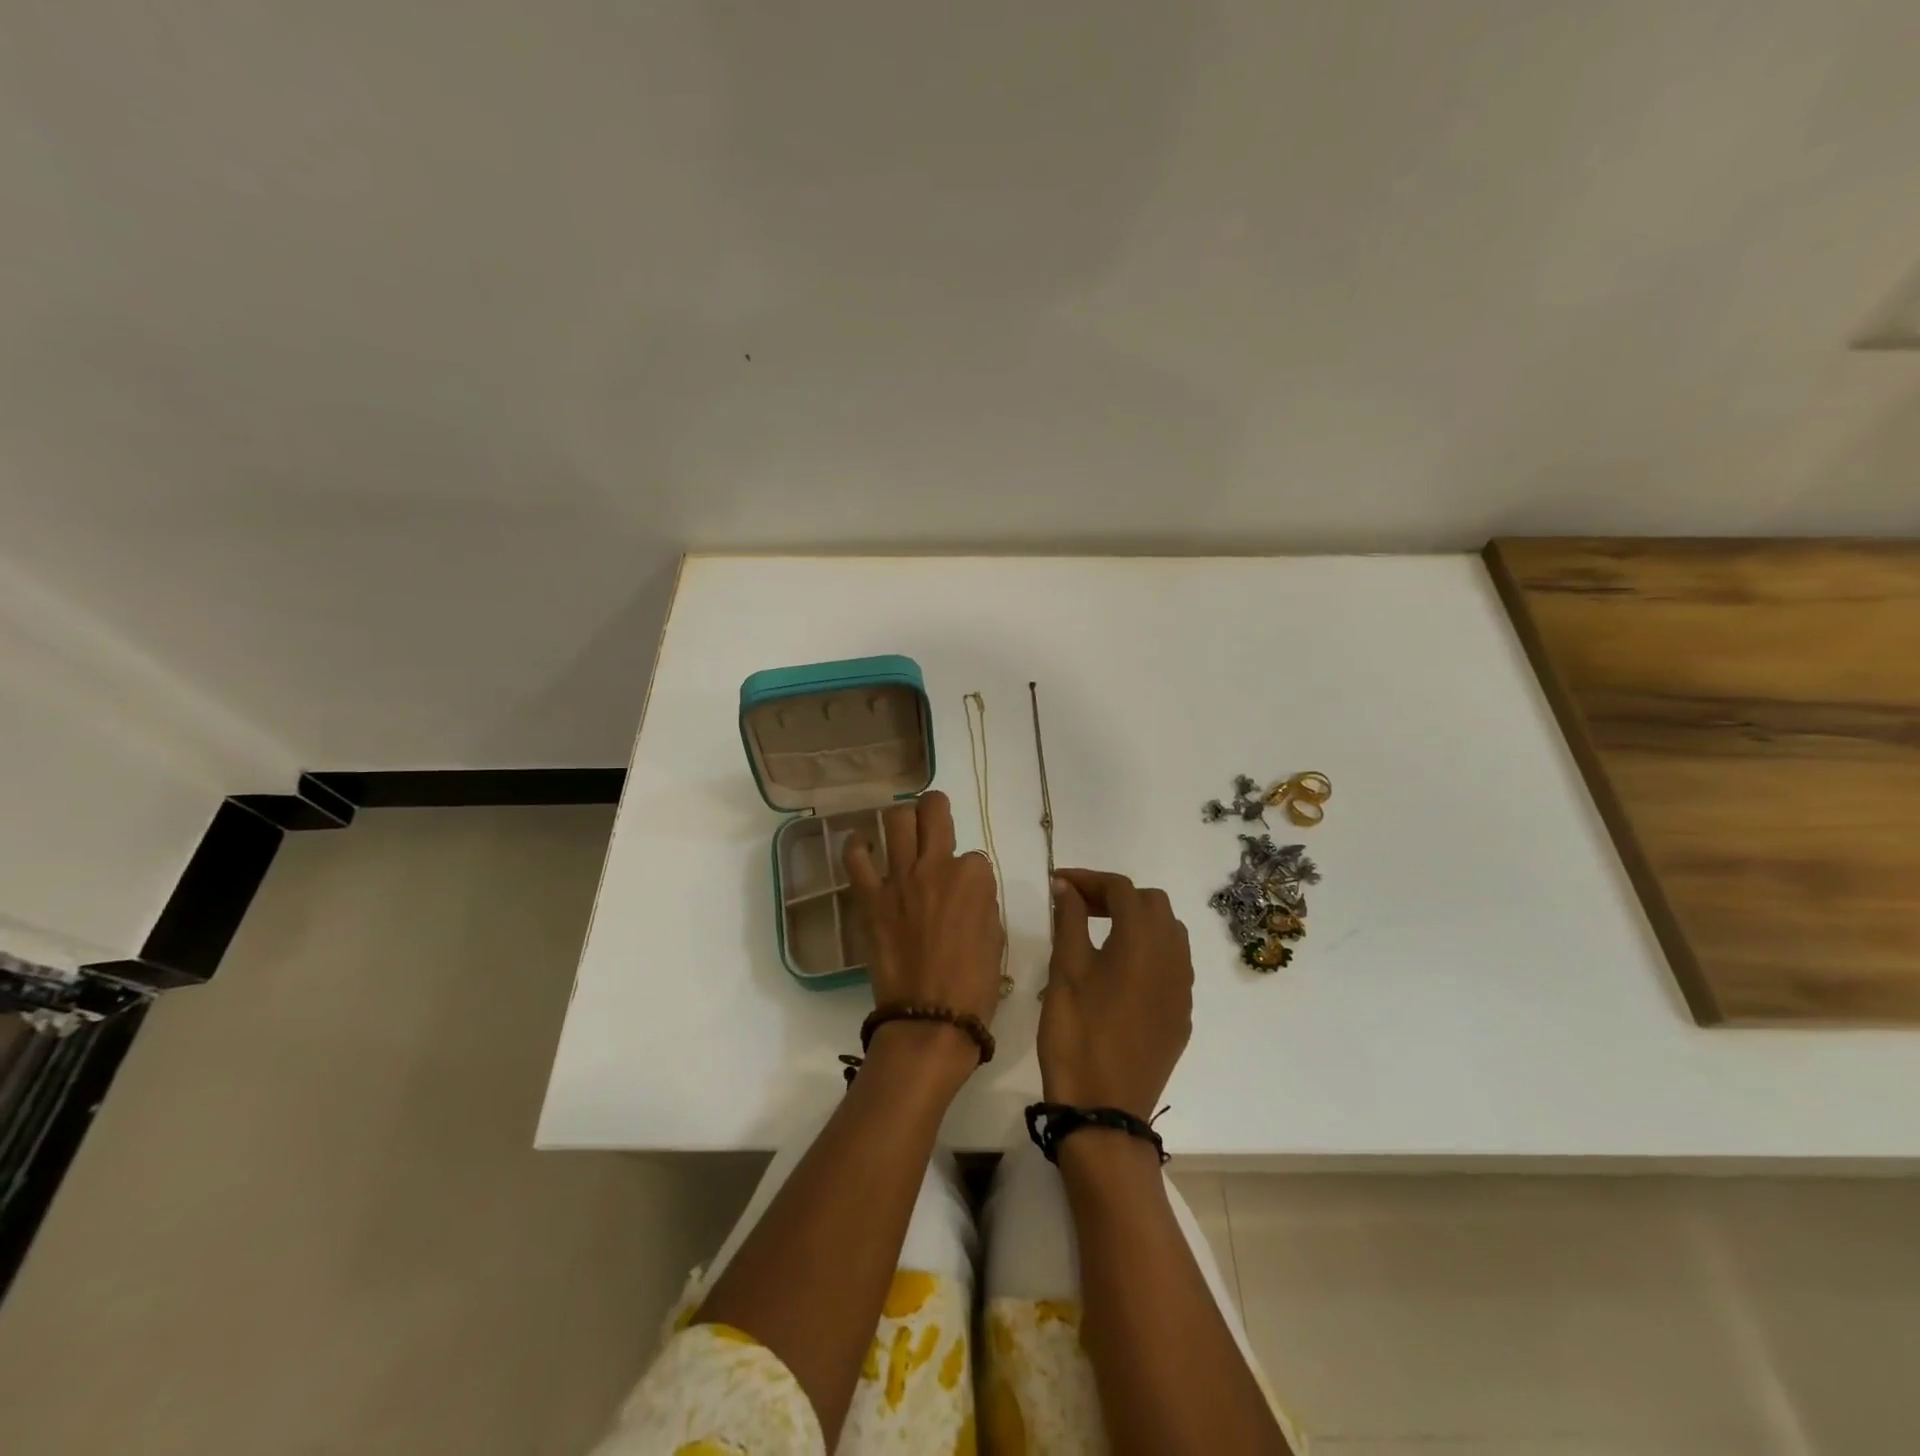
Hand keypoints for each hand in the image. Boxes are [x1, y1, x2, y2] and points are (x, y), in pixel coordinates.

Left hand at [844, 790, 1004, 1029]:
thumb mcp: (996, 938)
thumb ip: (982, 903)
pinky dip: (856, 846)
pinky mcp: (870, 898)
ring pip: (895, 820)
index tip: (966, 893)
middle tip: (934, 817)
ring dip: (901, 818)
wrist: (930, 1019)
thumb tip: (968, 893)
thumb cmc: (974, 985)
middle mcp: (936, 866)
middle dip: (935, 807)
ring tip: (901, 829)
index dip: (971, 873)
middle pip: (933, 810)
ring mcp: (899, 879)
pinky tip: (861, 844)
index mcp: (974, 877)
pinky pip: (856, 859)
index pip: (974, 856)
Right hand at [1039, 869, 1193, 1120]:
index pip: (1121, 889)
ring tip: (1100, 933)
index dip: (1089, 879)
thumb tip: (1067, 886)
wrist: (1104, 1109)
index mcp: (1142, 940)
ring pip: (1169, 931)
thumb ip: (1069, 920)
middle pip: (1152, 903)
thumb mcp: (1065, 971)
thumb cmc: (1077, 1033)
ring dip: (1138, 920)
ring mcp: (1183, 987)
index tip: (1059, 883)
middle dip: (1116, 896)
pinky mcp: (1182, 1013)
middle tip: (1079, 907)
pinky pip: (1174, 963)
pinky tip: (1120, 969)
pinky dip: (1149, 950)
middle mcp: (1173, 956)